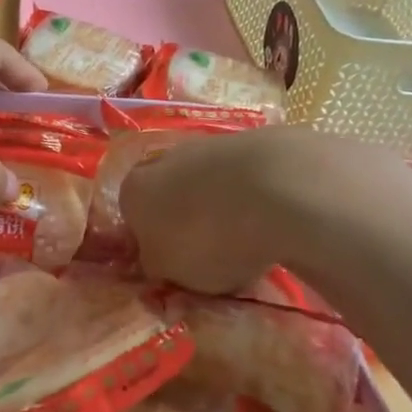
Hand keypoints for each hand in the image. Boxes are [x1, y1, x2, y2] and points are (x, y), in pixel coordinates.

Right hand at [120, 127, 411, 292]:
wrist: (278, 188)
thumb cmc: (208, 238)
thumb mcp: (171, 272)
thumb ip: (157, 265)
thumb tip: (158, 259)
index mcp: (135, 190)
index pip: (132, 217)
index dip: (153, 243)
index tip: (175, 267)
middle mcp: (167, 158)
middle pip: (172, 194)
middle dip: (189, 220)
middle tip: (213, 255)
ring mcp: (214, 143)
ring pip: (212, 182)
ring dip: (225, 207)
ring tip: (252, 240)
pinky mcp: (259, 139)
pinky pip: (250, 177)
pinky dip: (258, 196)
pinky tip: (277, 220)